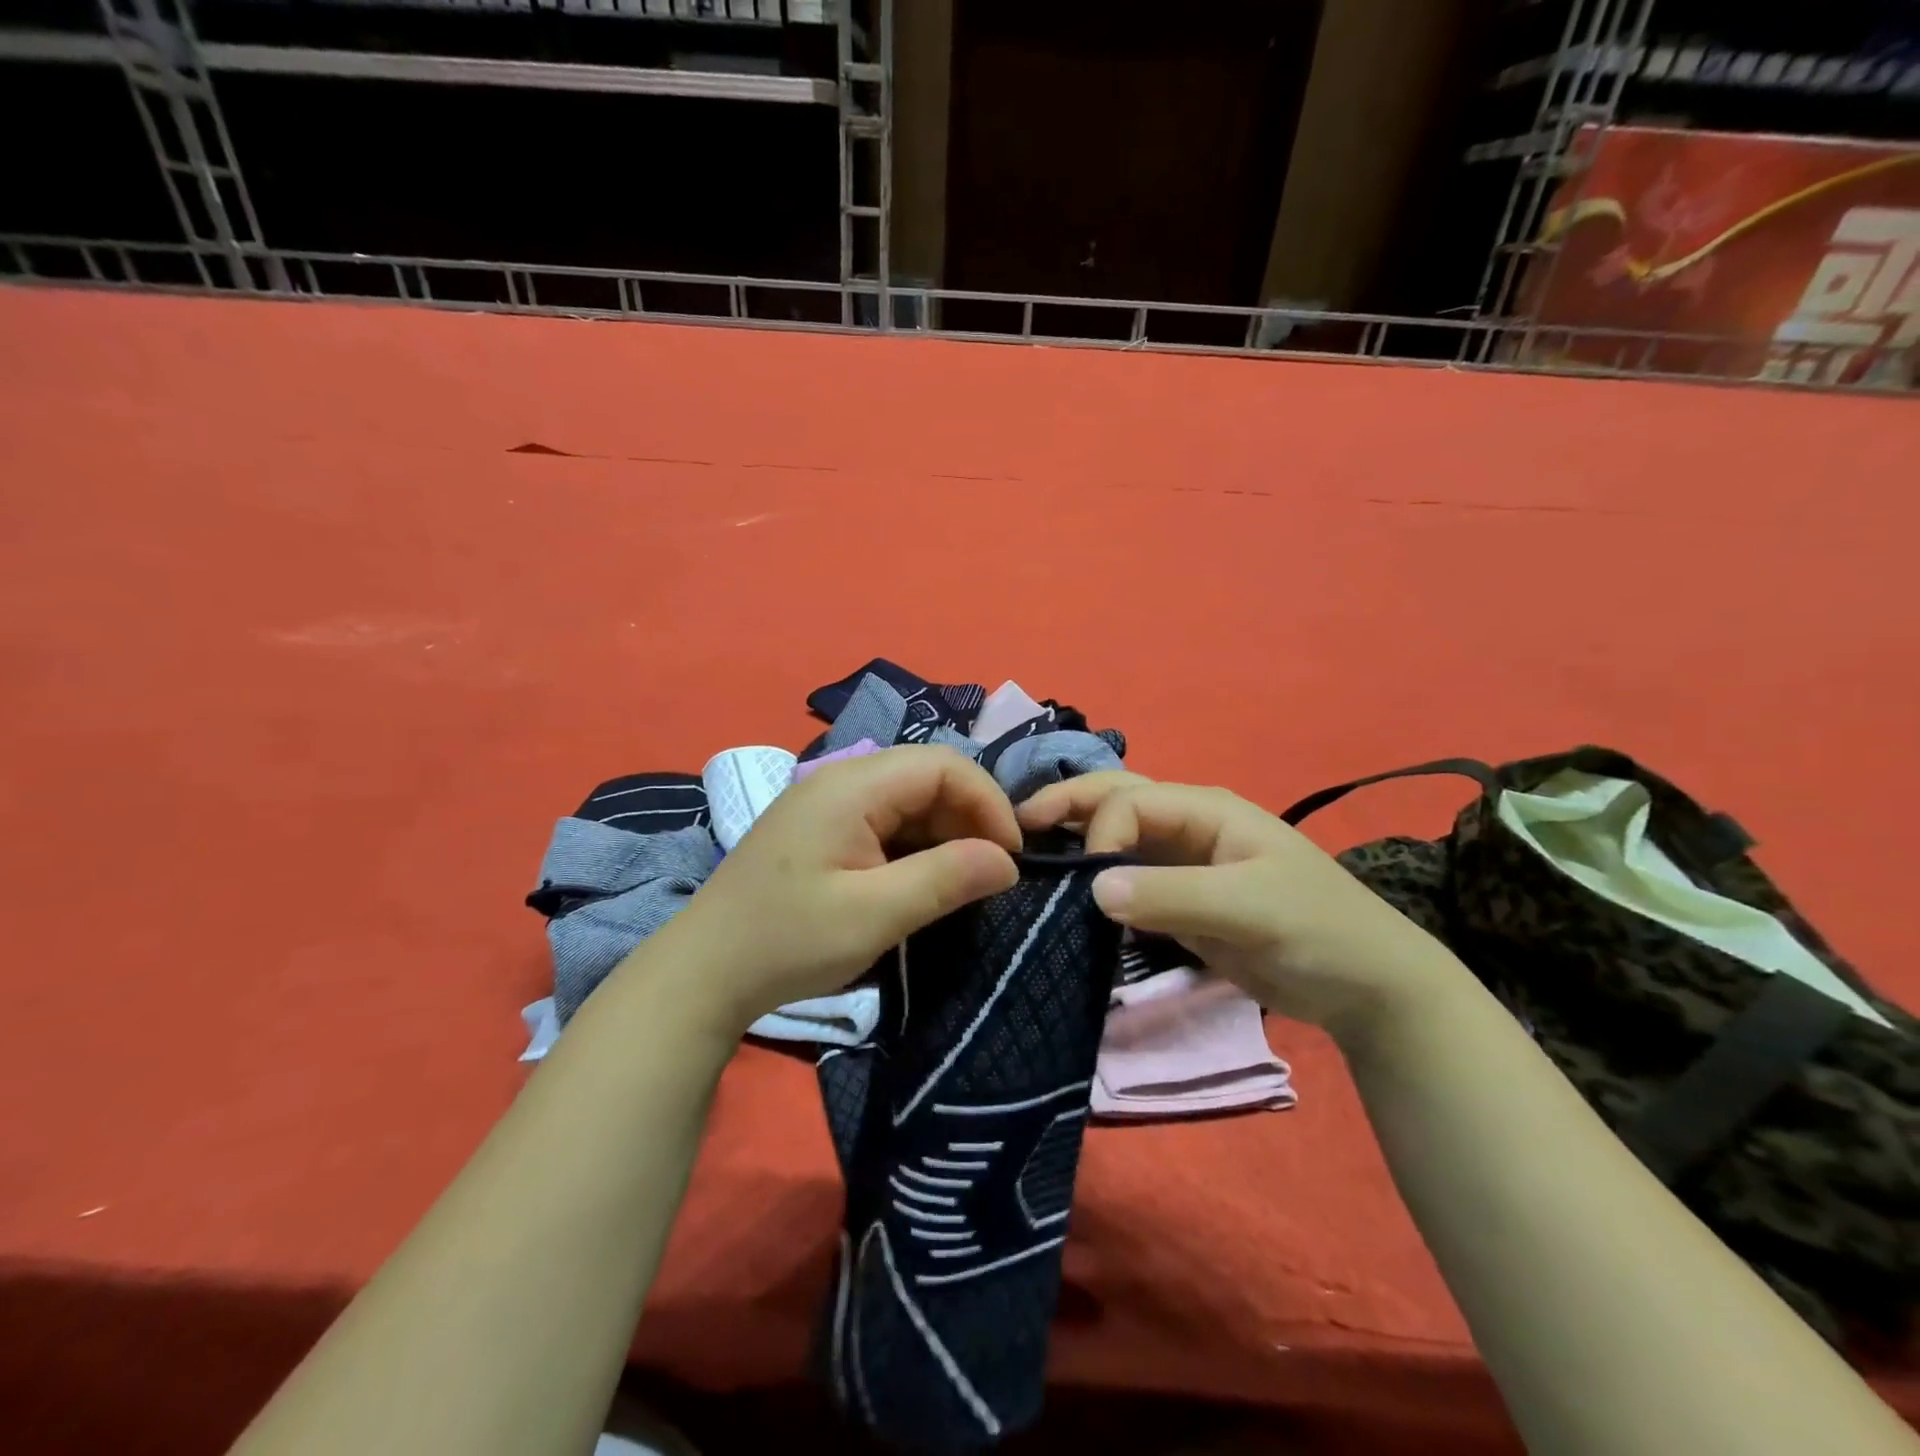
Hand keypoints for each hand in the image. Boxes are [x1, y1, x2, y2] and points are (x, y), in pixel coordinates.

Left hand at [639, 745, 1020, 1033]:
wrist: (704, 972)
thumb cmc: (788, 942)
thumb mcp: (874, 916)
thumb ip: (945, 879)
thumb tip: (1008, 861)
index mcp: (852, 786)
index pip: (943, 765)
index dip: (987, 802)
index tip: (1010, 857)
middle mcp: (841, 780)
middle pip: (927, 777)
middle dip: (969, 818)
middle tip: (989, 874)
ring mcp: (828, 803)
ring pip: (909, 799)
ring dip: (944, 833)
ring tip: (961, 882)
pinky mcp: (822, 828)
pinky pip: (885, 820)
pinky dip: (915, 845)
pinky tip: (921, 881)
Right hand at [1017, 772, 1466, 1040]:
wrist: (1366, 986)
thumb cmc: (1317, 930)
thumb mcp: (1249, 907)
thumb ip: (1172, 895)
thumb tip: (1091, 888)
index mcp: (1206, 809)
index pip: (1130, 802)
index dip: (1100, 833)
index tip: (1087, 884)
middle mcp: (1187, 825)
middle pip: (1116, 800)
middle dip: (1067, 806)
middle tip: (1016, 827)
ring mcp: (1181, 862)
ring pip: (1116, 837)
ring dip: (1075, 839)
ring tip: (1028, 852)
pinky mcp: (1178, 898)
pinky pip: (1126, 880)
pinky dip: (1093, 880)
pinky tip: (1066, 891)